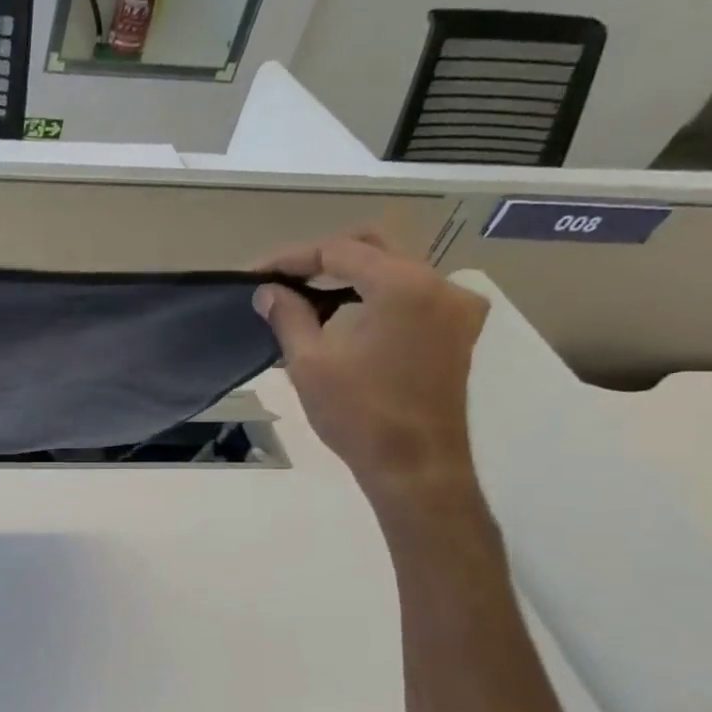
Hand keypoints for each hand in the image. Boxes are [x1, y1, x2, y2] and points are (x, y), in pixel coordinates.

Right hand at [253, 233, 487, 511]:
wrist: (415, 465)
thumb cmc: (358, 415)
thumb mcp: (309, 362)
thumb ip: (287, 316)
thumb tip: (267, 291)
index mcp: (403, 286)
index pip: (339, 251)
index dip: (291, 259)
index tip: (255, 275)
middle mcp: (438, 283)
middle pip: (372, 246)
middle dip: (322, 258)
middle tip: (280, 280)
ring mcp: (454, 306)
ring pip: (393, 267)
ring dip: (347, 276)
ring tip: (302, 298)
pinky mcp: (456, 328)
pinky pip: (410, 292)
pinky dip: (373, 294)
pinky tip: (340, 314)